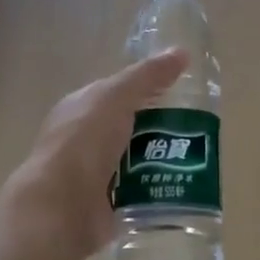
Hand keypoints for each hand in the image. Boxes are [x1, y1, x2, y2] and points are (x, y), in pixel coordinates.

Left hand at [0, 52, 187, 259]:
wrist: (61, 207)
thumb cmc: (84, 142)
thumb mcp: (116, 97)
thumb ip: (147, 76)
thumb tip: (181, 52)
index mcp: (80, 108)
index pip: (117, 93)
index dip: (147, 88)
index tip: (182, 92)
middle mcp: (84, 140)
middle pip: (129, 128)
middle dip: (160, 128)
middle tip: (198, 131)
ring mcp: (93, 175)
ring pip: (135, 162)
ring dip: (161, 161)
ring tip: (198, 161)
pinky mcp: (105, 206)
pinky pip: (137, 194)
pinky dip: (155, 191)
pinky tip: (180, 189)